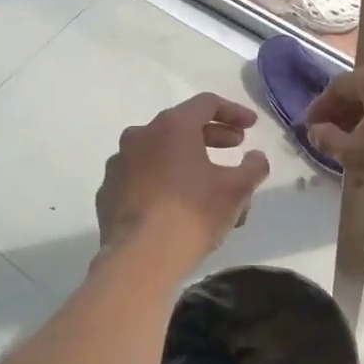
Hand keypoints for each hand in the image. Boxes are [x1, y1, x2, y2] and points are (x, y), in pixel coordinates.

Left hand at [95, 93, 270, 266]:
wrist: (140, 259)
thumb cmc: (193, 214)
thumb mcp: (237, 190)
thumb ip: (253, 167)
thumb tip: (256, 157)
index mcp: (172, 126)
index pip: (207, 103)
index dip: (233, 112)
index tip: (251, 127)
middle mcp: (140, 136)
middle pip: (181, 126)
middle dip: (212, 136)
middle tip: (234, 148)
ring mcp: (119, 164)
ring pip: (161, 153)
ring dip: (187, 161)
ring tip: (209, 184)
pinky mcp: (108, 192)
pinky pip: (142, 177)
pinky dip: (163, 181)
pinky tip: (177, 204)